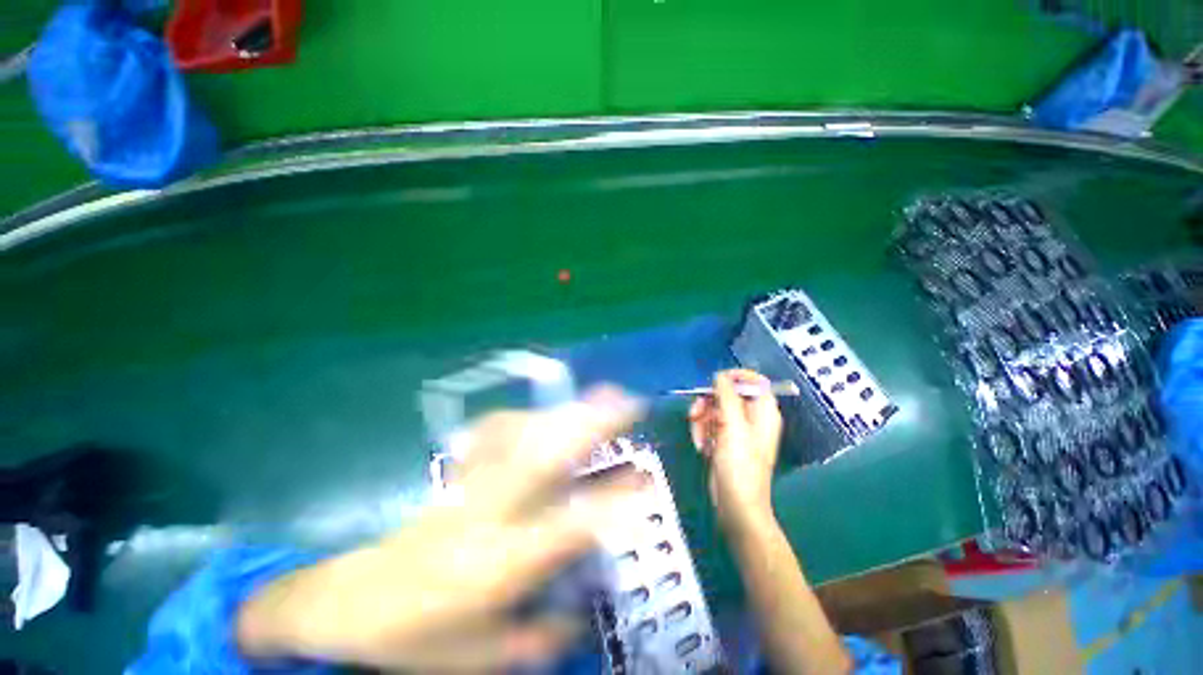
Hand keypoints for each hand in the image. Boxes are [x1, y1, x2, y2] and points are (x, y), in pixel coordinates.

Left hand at [236, 387, 645, 671]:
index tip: (644, 484)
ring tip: (602, 394)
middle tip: (629, 406)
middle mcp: (492, 513)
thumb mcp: (479, 658)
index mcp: (499, 564)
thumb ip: (538, 636)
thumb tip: (579, 614)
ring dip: (567, 411)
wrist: (351, 602)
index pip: (567, 528)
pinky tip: (543, 413)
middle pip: (549, 458)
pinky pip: (499, 433)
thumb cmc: (415, 636)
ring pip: (529, 434)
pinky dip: (526, 418)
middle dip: (593, 427)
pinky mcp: (463, 474)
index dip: (610, 503)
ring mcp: (475, 484)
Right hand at [688, 370, 782, 534]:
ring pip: (714, 409)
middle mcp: (751, 418)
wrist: (735, 504)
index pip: (754, 381)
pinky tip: (702, 448)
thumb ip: (727, 396)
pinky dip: (702, 433)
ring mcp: (737, 430)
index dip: (735, 377)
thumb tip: (720, 375)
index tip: (715, 381)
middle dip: (708, 403)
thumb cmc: (739, 465)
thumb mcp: (733, 426)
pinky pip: (709, 425)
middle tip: (695, 414)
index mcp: (763, 412)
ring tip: (699, 439)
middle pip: (727, 395)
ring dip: (701, 421)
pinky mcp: (724, 441)